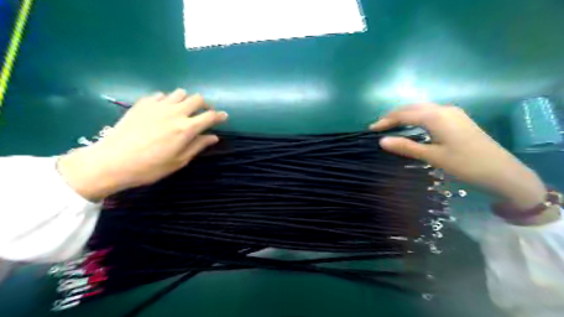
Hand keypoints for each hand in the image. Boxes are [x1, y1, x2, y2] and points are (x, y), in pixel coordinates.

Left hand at [55, 89, 224, 200]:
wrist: (111, 162)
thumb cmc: (150, 167)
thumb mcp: (179, 161)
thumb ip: (198, 145)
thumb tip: (214, 137)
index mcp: (186, 129)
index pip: (210, 116)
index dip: (220, 116)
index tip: (224, 116)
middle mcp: (175, 112)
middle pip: (197, 99)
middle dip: (205, 105)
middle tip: (203, 114)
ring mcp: (157, 106)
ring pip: (180, 93)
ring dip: (186, 100)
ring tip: (183, 110)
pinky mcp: (142, 104)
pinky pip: (161, 95)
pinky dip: (167, 100)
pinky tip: (163, 109)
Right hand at [369, 103, 549, 209]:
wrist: (502, 172)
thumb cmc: (465, 165)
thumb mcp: (432, 157)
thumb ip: (406, 146)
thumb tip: (381, 141)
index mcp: (436, 117)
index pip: (404, 114)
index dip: (385, 121)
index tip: (371, 130)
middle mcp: (443, 109)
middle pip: (412, 108)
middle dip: (393, 115)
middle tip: (379, 127)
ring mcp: (453, 112)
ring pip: (421, 108)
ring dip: (404, 115)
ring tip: (391, 126)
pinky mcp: (458, 118)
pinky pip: (430, 112)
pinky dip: (416, 117)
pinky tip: (411, 126)